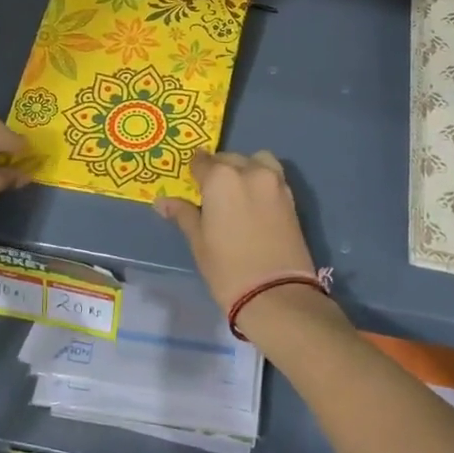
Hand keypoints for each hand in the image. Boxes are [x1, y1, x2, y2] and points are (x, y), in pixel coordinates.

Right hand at [155, 151, 320, 319]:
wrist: (276, 293)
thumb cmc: (227, 269)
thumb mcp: (198, 241)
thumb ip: (183, 214)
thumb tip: (162, 202)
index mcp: (221, 178)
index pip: (201, 161)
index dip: (194, 172)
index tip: (191, 183)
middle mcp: (249, 171)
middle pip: (229, 159)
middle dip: (218, 170)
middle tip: (210, 193)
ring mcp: (275, 182)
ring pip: (256, 161)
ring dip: (244, 169)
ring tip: (236, 193)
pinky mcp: (291, 197)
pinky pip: (272, 176)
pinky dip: (261, 180)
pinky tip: (253, 203)